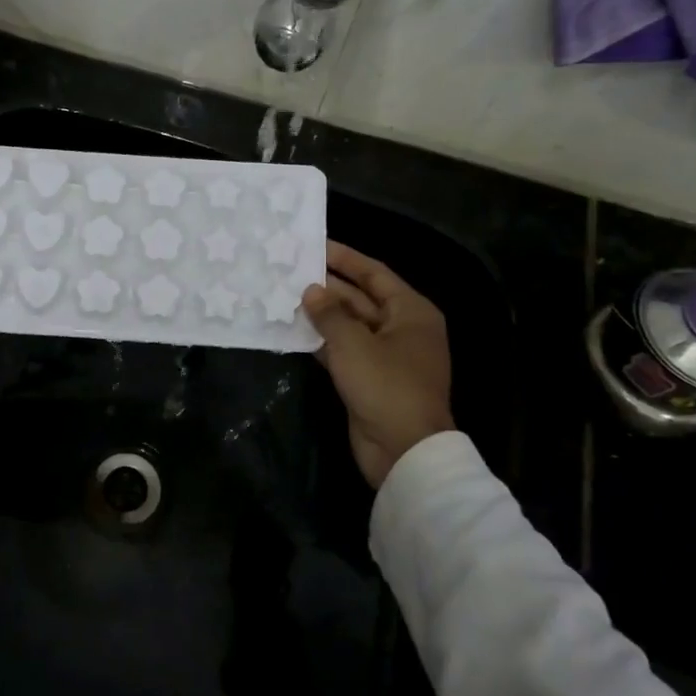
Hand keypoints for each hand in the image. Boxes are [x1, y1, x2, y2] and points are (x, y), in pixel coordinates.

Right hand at [302, 241, 454, 489]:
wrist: (403, 450)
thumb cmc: (385, 386)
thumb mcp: (353, 344)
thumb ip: (329, 313)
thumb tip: (311, 291)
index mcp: (411, 312)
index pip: (375, 274)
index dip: (345, 258)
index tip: (315, 245)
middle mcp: (401, 329)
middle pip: (361, 298)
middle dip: (328, 287)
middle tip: (291, 271)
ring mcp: (386, 356)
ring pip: (349, 326)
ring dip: (321, 314)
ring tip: (285, 296)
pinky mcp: (369, 379)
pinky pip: (343, 350)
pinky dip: (322, 341)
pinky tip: (293, 331)